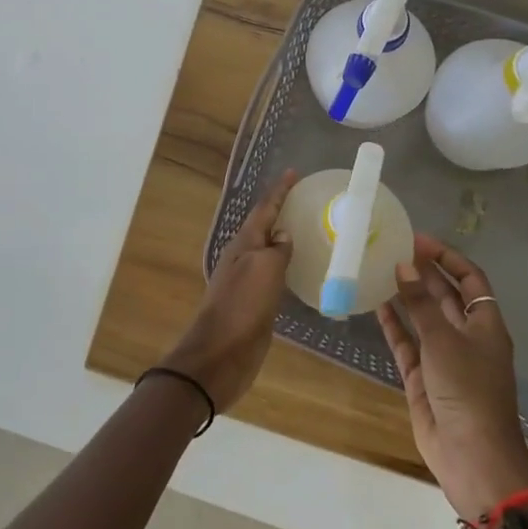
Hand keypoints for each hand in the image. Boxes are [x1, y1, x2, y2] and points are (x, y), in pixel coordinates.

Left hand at [156, 170, 296, 413]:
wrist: (220, 355)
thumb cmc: (242, 307)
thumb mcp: (264, 270)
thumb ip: (277, 250)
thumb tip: (283, 235)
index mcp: (243, 244)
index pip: (264, 209)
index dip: (279, 191)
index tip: (295, 172)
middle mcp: (243, 257)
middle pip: (264, 226)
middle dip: (282, 210)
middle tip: (305, 198)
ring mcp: (247, 281)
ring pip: (269, 251)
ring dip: (283, 238)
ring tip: (307, 228)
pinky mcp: (254, 304)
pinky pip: (273, 275)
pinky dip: (286, 265)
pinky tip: (300, 270)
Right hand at [378, 234, 527, 520]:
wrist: (472, 457)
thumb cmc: (468, 390)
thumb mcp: (444, 340)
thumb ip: (420, 303)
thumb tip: (403, 265)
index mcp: (485, 325)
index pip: (470, 280)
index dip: (448, 258)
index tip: (419, 240)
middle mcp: (466, 337)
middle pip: (445, 296)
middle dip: (423, 273)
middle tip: (393, 249)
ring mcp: (444, 358)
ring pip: (423, 318)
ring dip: (406, 296)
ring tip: (380, 270)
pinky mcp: (424, 378)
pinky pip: (407, 343)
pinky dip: (394, 325)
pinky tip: (375, 305)